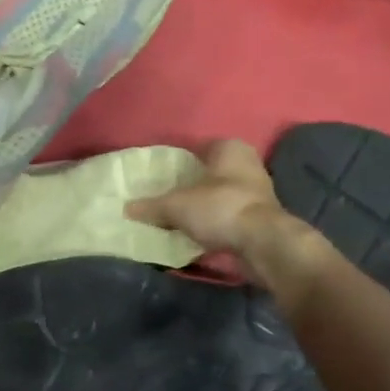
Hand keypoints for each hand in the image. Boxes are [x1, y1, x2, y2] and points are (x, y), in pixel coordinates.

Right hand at [126, 138, 288, 256]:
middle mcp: (247, 163)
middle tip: (164, 195)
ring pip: (220, 194)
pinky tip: (197, 233)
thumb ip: (151, 206)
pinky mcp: (260, 218)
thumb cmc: (220, 208)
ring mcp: (257, 191)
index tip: (158, 175)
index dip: (177, 160)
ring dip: (203, 204)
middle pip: (209, 172)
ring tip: (177, 216)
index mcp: (229, 148)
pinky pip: (228, 215)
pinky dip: (214, 222)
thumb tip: (126, 208)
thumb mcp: (177, 206)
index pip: (197, 147)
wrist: (263, 243)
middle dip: (190, 183)